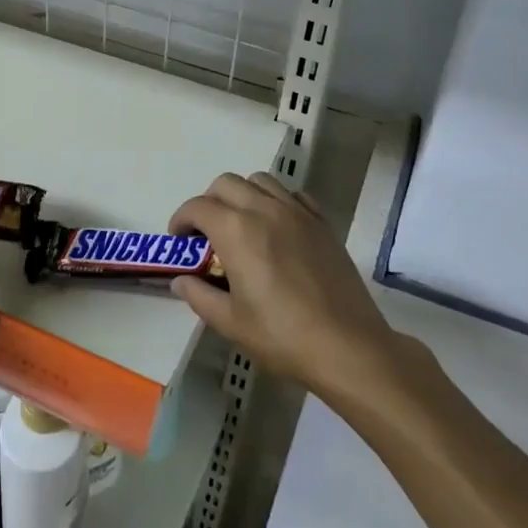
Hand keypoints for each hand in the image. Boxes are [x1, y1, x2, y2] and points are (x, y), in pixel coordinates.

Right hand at [169, 172, 419, 403]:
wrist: (347, 346)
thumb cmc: (282, 335)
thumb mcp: (230, 322)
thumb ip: (199, 296)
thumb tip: (180, 281)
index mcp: (236, 230)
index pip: (197, 207)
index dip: (181, 219)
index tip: (180, 240)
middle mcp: (264, 209)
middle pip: (226, 183)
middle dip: (209, 202)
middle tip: (207, 233)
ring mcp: (297, 212)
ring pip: (260, 181)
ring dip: (242, 195)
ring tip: (242, 225)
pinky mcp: (322, 223)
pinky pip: (293, 195)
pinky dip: (277, 201)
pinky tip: (278, 227)